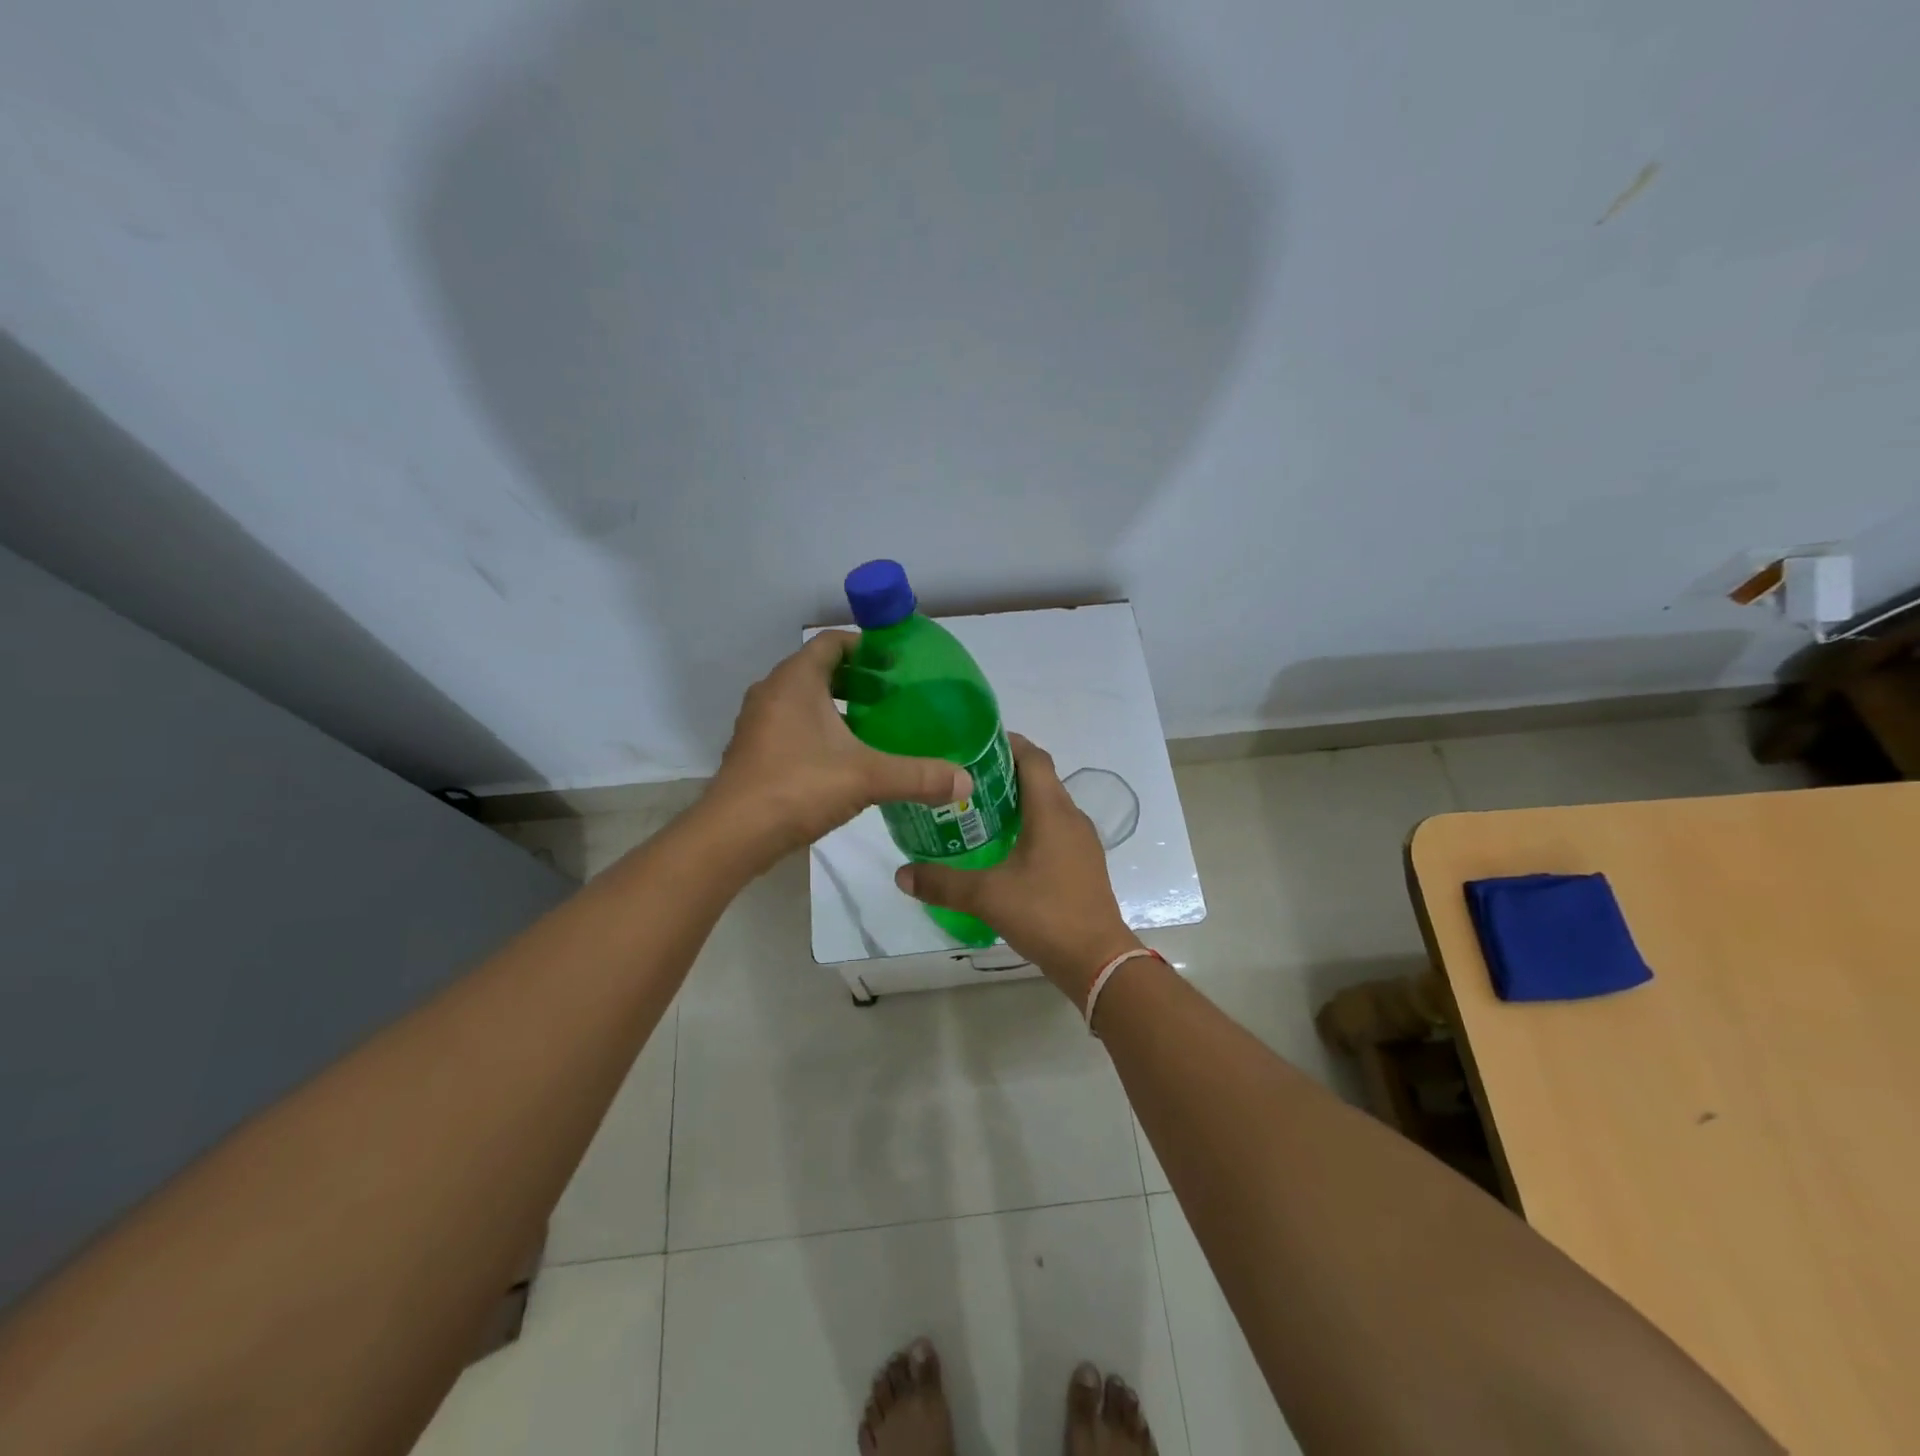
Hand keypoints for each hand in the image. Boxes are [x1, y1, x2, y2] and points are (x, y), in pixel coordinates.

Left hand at [705, 632, 970, 865]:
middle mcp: (772, 693)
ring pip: (804, 701)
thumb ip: (918, 776)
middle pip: (820, 671)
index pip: (832, 642)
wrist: (734, 835)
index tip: (897, 664)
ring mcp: (758, 723)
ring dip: (838, 707)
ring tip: (875, 728)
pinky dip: (819, 731)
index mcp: (796, 680)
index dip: (866, 646)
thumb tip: (966, 784)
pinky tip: (844, 759)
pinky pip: (792, 726)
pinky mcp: (753, 752)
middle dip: (858, 680)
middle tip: (894, 698)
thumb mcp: (867, 777)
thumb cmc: (799, 786)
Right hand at [894, 735, 1140, 999]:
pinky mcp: (1083, 863)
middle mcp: (1071, 817)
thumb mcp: (987, 897)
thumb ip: (942, 883)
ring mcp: (1081, 842)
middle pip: (1039, 778)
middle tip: (963, 778)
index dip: (1007, 743)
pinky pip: (1054, 829)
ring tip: (977, 809)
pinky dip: (1030, 825)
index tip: (973, 743)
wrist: (1098, 961)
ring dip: (1017, 801)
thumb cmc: (1046, 915)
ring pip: (1048, 805)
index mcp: (1052, 811)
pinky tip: (1003, 846)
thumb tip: (901, 874)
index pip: (1033, 757)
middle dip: (1004, 772)